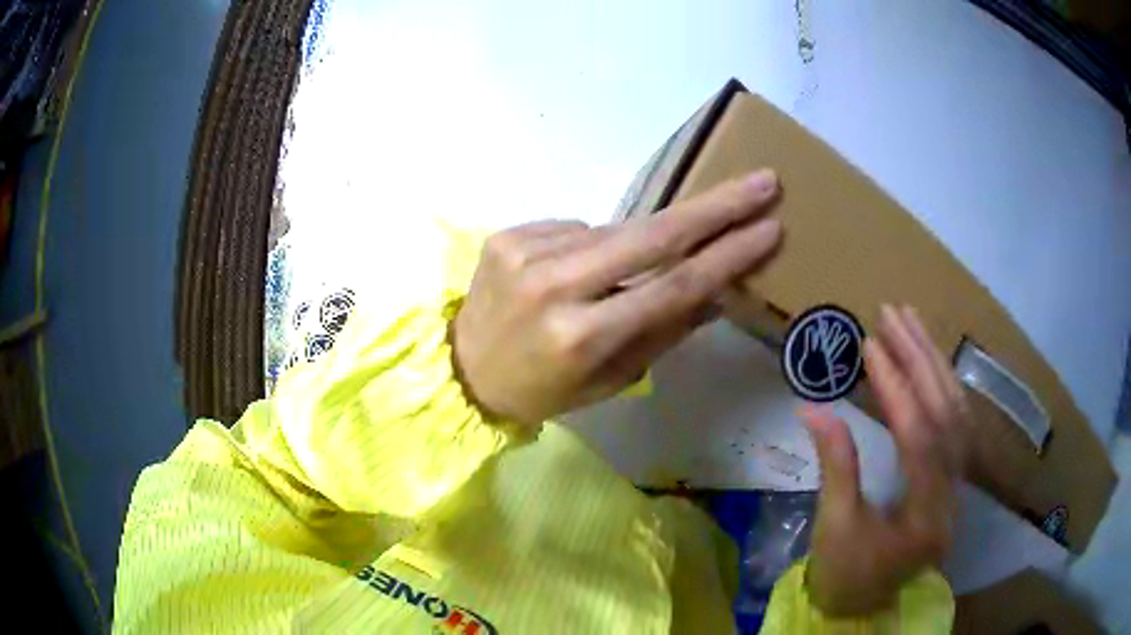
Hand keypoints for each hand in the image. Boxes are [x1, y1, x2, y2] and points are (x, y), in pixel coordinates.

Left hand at [453, 171, 782, 426]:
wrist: (464, 371)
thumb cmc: (544, 389)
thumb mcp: (609, 380)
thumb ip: (664, 332)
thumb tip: (717, 290)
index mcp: (582, 337)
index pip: (674, 286)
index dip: (728, 255)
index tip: (770, 227)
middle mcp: (554, 287)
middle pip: (653, 235)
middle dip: (716, 206)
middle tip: (762, 181)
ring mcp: (526, 252)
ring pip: (615, 230)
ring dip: (640, 242)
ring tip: (621, 274)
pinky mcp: (507, 234)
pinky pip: (576, 229)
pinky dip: (591, 247)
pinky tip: (575, 272)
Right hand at [802, 305, 969, 615]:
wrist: (863, 604)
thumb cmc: (844, 574)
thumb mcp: (834, 526)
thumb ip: (836, 464)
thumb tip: (812, 407)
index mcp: (925, 519)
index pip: (919, 439)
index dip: (896, 388)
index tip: (870, 345)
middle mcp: (953, 498)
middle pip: (947, 416)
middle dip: (920, 360)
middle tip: (893, 315)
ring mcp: (958, 487)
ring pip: (957, 414)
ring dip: (934, 363)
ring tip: (910, 322)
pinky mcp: (952, 479)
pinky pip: (956, 424)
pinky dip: (942, 386)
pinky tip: (928, 360)